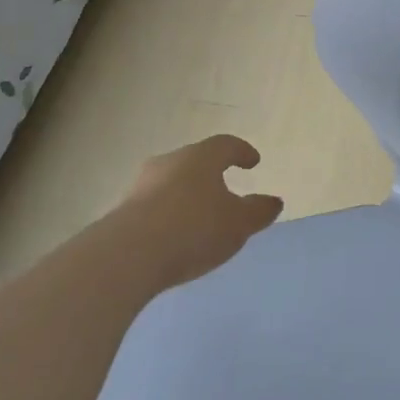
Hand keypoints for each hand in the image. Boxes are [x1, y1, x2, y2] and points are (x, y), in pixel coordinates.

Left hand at [118, 135, 283, 288]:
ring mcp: (142, 184)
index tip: (252, 162)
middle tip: (225, 189)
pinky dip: (170, 212)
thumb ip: (258, 211)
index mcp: (201, 157)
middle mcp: (170, 162)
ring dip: (188, 193)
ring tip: (200, 215)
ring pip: (172, 182)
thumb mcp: (238, 224)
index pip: (225, 145)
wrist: (129, 254)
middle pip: (195, 161)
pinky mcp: (125, 209)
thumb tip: (274, 201)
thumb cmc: (194, 229)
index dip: (242, 152)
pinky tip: (176, 233)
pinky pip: (156, 204)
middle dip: (212, 173)